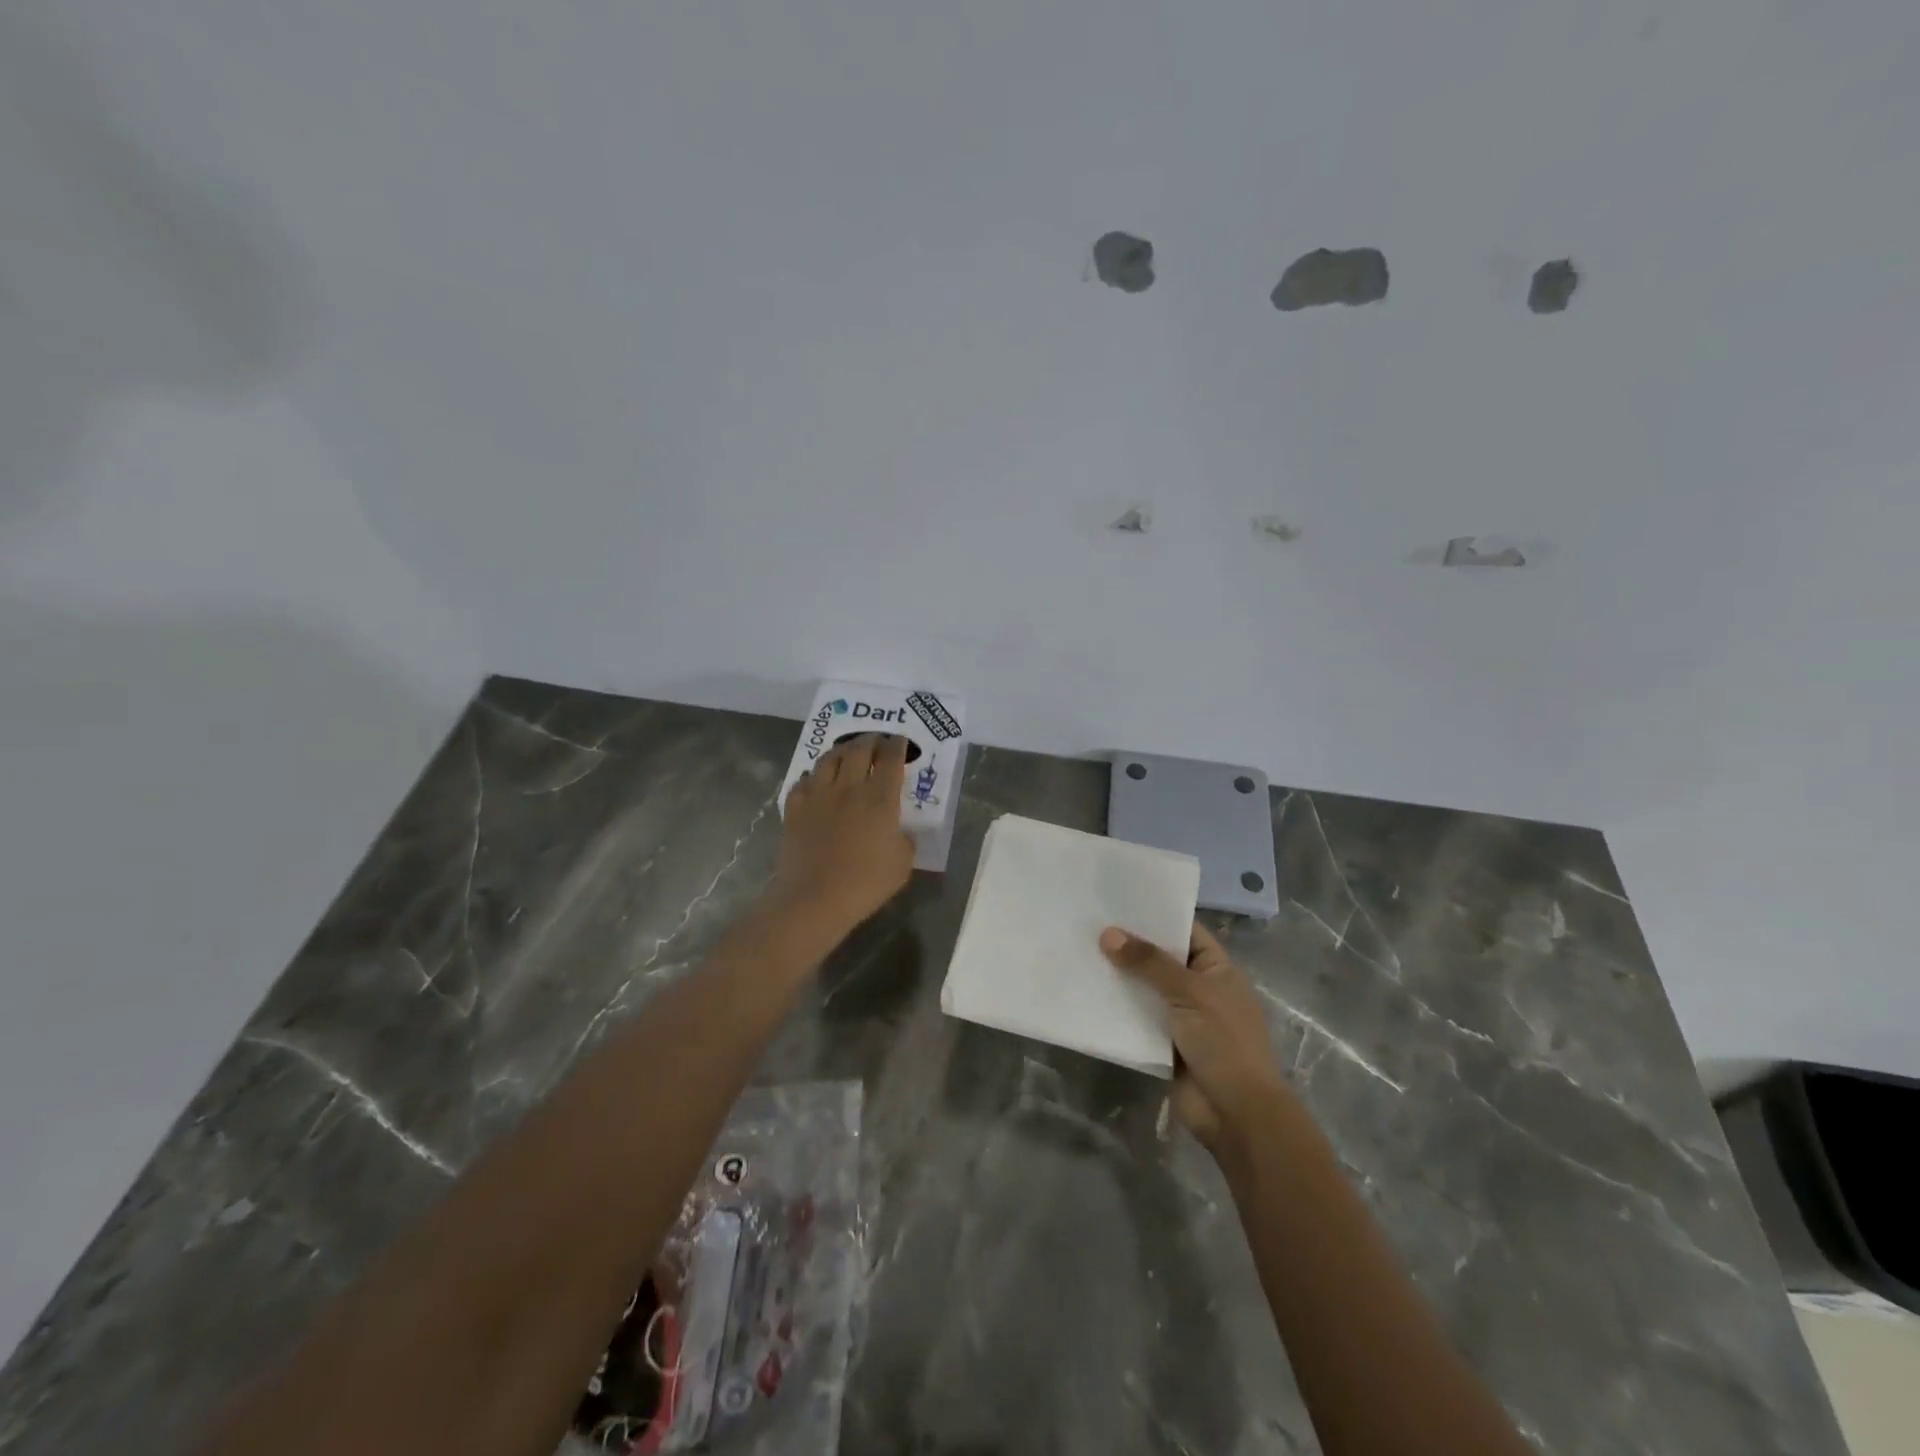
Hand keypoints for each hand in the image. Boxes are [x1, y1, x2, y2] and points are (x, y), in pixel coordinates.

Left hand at [772, 734, 915, 934]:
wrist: (815, 898)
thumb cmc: (865, 883)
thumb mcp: (902, 864)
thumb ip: (904, 840)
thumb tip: (898, 830)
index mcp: (880, 798)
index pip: (890, 759)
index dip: (897, 746)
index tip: (900, 741)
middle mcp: (849, 787)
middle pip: (859, 749)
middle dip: (870, 740)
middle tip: (876, 741)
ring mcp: (818, 795)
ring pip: (829, 758)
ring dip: (842, 750)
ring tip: (847, 752)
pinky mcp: (795, 808)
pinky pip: (803, 781)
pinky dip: (813, 776)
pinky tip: (816, 781)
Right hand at [1099, 922, 1288, 1156]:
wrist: (1236, 1113)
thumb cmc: (1224, 1042)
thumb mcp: (1190, 993)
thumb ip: (1148, 963)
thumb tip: (1107, 934)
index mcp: (1217, 969)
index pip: (1185, 931)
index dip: (1156, 915)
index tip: (1119, 899)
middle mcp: (1200, 988)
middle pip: (1160, 959)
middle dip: (1130, 945)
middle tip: (1089, 922)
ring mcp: (1182, 1017)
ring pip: (1145, 989)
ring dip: (1119, 977)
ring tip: (1080, 951)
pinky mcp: (1163, 1043)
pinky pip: (1136, 1017)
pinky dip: (1117, 1008)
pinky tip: (1086, 991)